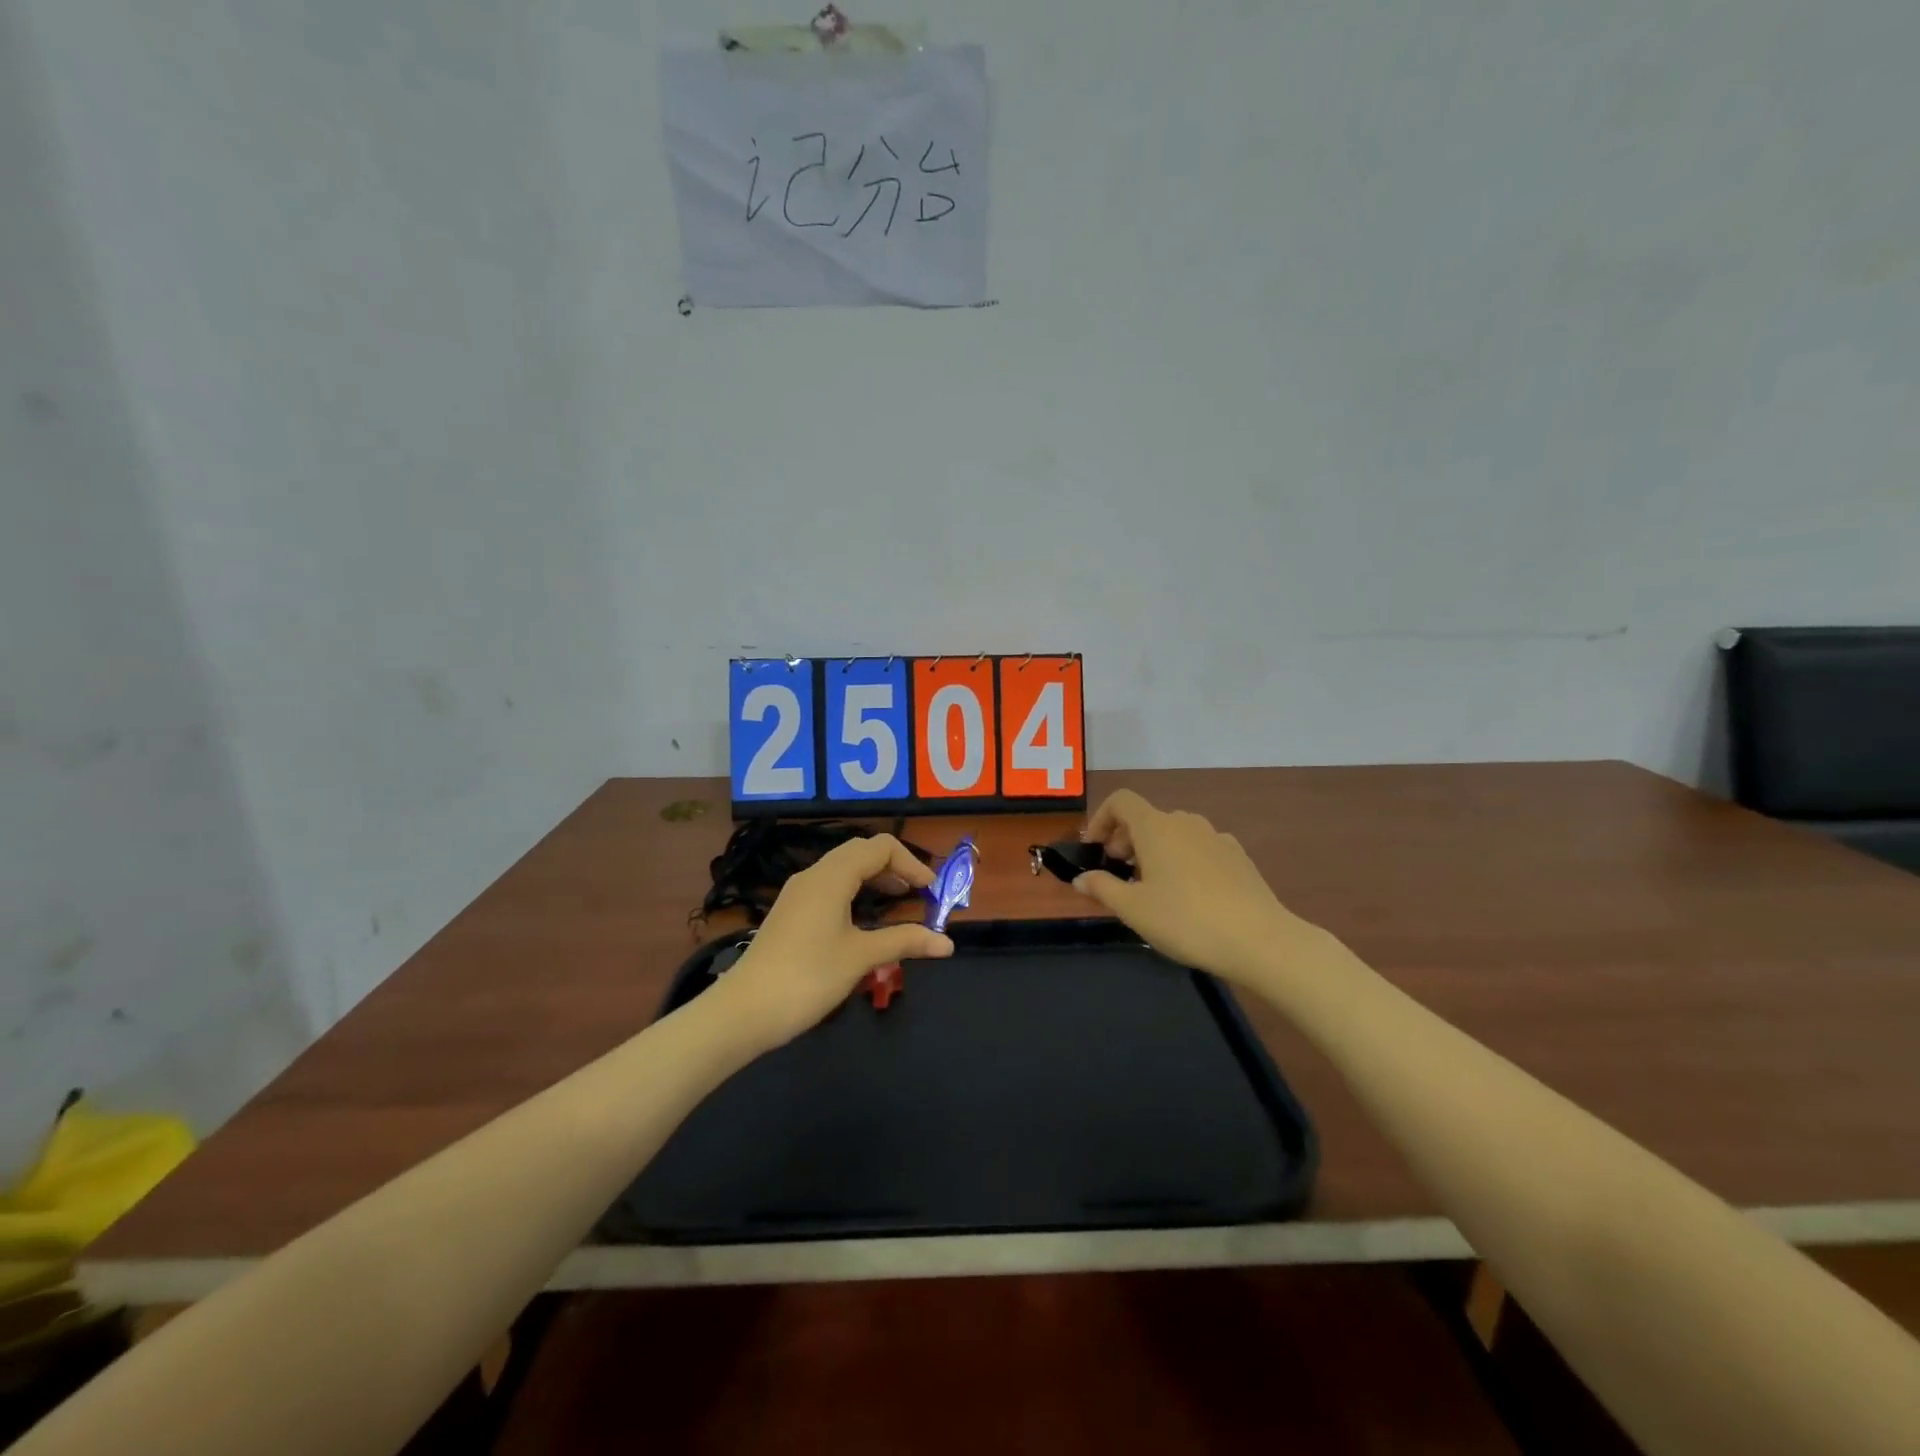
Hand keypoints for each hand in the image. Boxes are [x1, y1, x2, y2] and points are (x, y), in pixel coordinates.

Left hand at [715, 834, 953, 1049]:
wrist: (743, 1011)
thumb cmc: (807, 977)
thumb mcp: (861, 957)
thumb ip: (905, 941)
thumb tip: (947, 943)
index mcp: (832, 876)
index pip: (881, 847)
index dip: (912, 864)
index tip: (931, 893)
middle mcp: (814, 874)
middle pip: (862, 852)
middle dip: (895, 868)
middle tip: (918, 896)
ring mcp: (798, 893)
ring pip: (844, 870)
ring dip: (875, 880)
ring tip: (898, 906)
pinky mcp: (790, 912)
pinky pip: (830, 887)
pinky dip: (855, 893)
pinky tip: (864, 922)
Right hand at [1074, 790, 1315, 986]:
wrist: (1259, 940)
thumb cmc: (1185, 920)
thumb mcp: (1133, 909)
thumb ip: (1102, 888)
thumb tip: (1081, 879)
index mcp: (1156, 827)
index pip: (1122, 801)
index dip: (1101, 818)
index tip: (1095, 849)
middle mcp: (1186, 822)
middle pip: (1147, 818)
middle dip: (1126, 840)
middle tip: (1119, 874)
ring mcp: (1216, 837)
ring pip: (1175, 834)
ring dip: (1155, 851)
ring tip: (1152, 887)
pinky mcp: (1238, 857)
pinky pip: (1199, 848)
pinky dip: (1184, 860)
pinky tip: (1189, 895)